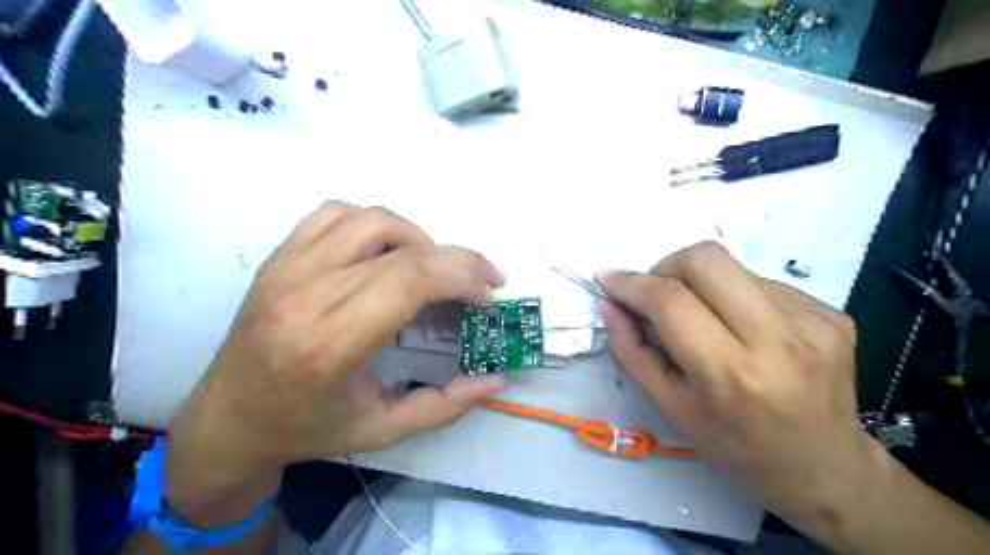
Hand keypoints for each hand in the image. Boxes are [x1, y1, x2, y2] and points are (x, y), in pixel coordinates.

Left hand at [165, 201, 506, 522]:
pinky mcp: (279, 256)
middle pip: (403, 250)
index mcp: (330, 345)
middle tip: (482, 281)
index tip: (487, 297)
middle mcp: (306, 295)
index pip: (410, 280)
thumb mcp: (384, 430)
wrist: (228, 418)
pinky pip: (336, 213)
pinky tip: (387, 252)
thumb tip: (496, 379)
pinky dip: (376, 224)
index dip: (462, 277)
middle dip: (458, 260)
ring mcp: (287, 268)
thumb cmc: (307, 428)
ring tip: (433, 271)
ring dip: (419, 239)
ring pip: (373, 220)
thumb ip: (446, 405)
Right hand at [595, 241, 871, 533]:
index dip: (631, 283)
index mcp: (731, 374)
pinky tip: (741, 330)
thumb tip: (608, 304)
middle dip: (666, 266)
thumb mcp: (671, 408)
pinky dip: (734, 296)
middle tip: (656, 294)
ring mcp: (812, 321)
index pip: (671, 301)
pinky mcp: (830, 313)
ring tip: (704, 321)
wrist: (827, 470)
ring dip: (701, 284)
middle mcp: (779, 339)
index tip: (606, 277)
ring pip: (733, 267)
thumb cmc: (737, 447)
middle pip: (707, 260)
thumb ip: (631, 352)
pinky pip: (761, 282)